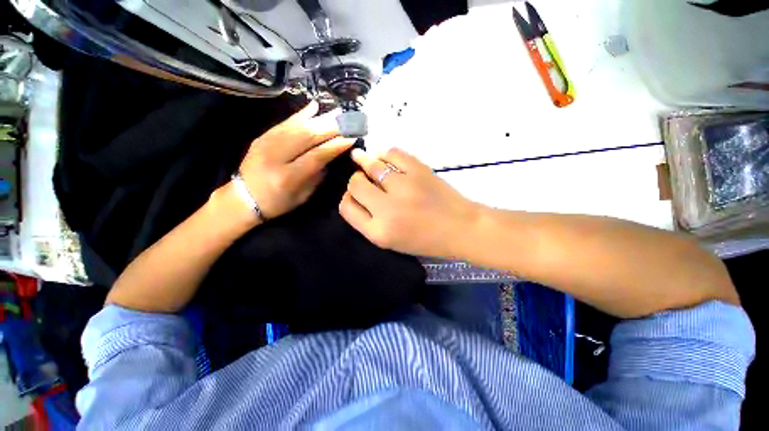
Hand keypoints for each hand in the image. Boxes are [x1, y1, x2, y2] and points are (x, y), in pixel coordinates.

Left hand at [238, 101, 353, 219]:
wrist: (242, 199)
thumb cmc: (277, 203)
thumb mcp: (302, 196)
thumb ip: (317, 176)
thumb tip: (330, 157)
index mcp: (288, 177)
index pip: (316, 156)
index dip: (335, 146)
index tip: (351, 138)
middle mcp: (276, 157)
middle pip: (307, 137)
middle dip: (330, 128)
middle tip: (347, 121)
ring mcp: (266, 144)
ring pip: (297, 127)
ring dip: (319, 118)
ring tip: (336, 112)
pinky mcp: (261, 137)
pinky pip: (283, 123)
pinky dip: (300, 114)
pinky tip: (313, 107)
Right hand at [339, 147, 480, 257]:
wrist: (461, 228)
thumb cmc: (426, 240)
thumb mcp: (391, 241)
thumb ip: (369, 221)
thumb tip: (355, 193)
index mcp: (378, 232)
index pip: (346, 208)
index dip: (348, 198)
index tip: (357, 195)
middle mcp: (387, 209)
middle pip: (354, 184)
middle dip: (356, 181)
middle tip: (365, 180)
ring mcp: (403, 186)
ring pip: (371, 165)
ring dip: (367, 163)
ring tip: (368, 162)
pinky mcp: (419, 170)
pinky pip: (392, 153)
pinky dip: (386, 154)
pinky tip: (386, 159)